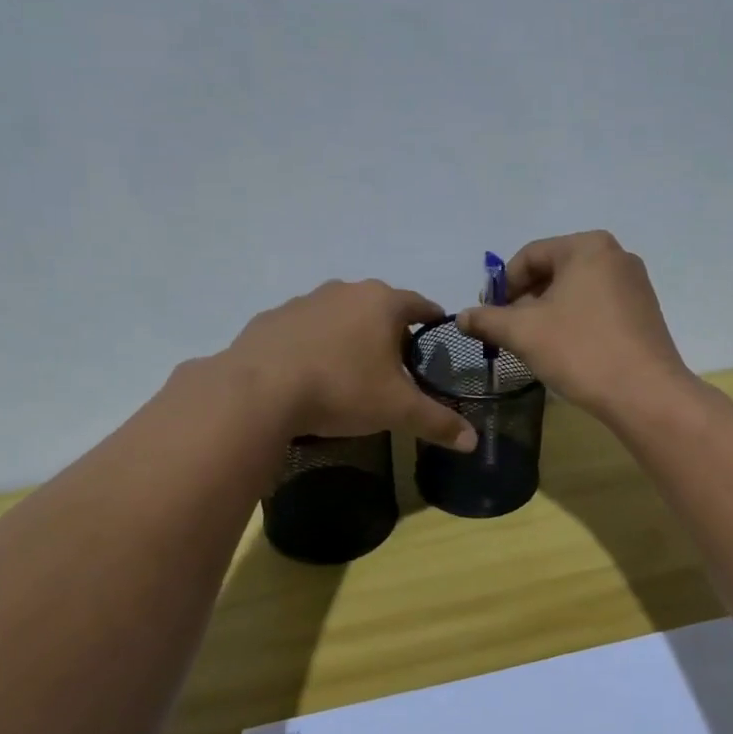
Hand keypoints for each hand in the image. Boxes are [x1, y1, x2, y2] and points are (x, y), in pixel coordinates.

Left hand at [224, 280, 477, 450]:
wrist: (259, 390)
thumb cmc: (341, 390)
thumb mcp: (397, 410)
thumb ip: (437, 422)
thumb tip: (473, 442)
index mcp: (382, 303)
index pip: (420, 304)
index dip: (432, 320)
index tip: (437, 335)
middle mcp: (345, 291)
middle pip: (379, 307)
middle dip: (390, 330)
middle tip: (396, 362)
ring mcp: (304, 301)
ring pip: (339, 314)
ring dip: (349, 334)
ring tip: (351, 368)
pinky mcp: (271, 318)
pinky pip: (303, 328)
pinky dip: (313, 343)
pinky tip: (309, 371)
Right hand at [455, 231, 690, 418]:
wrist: (646, 394)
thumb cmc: (581, 351)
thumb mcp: (523, 333)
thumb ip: (487, 319)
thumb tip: (461, 316)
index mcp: (587, 247)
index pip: (529, 256)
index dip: (501, 286)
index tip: (487, 316)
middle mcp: (616, 256)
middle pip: (554, 271)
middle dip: (524, 301)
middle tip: (507, 332)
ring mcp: (635, 285)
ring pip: (575, 292)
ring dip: (547, 314)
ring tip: (533, 345)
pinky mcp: (644, 313)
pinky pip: (597, 308)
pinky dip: (574, 322)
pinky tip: (565, 351)